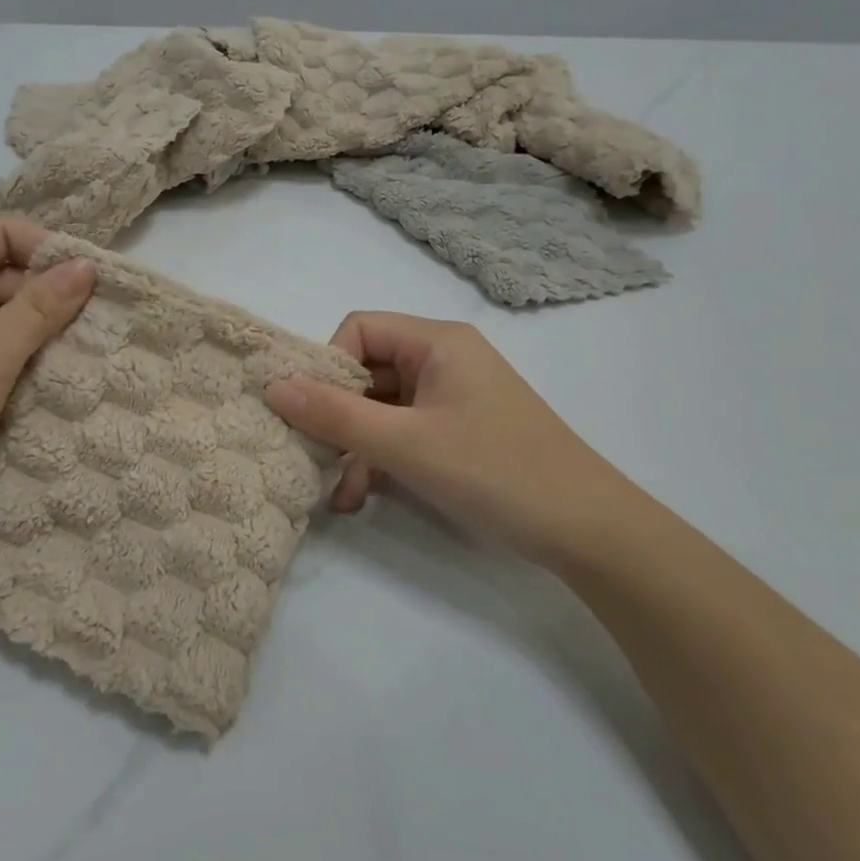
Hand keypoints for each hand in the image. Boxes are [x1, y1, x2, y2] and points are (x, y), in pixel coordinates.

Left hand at [0, 217, 95, 490]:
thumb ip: (43, 304)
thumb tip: (87, 265)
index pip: (2, 232)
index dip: (47, 249)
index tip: (89, 284)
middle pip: (0, 271)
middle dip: (45, 296)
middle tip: (91, 327)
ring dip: (32, 330)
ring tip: (74, 355)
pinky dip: (12, 356)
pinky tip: (41, 378)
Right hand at [264, 312, 644, 572]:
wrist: (587, 531)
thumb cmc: (495, 471)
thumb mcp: (405, 444)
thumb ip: (335, 415)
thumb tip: (271, 387)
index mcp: (437, 343)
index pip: (359, 329)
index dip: (329, 365)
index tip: (313, 412)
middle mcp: (443, 360)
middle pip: (367, 371)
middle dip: (337, 417)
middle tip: (313, 457)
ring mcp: (451, 399)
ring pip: (381, 409)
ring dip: (355, 448)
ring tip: (338, 495)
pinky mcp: (457, 432)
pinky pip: (402, 433)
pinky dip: (380, 460)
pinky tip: (362, 498)